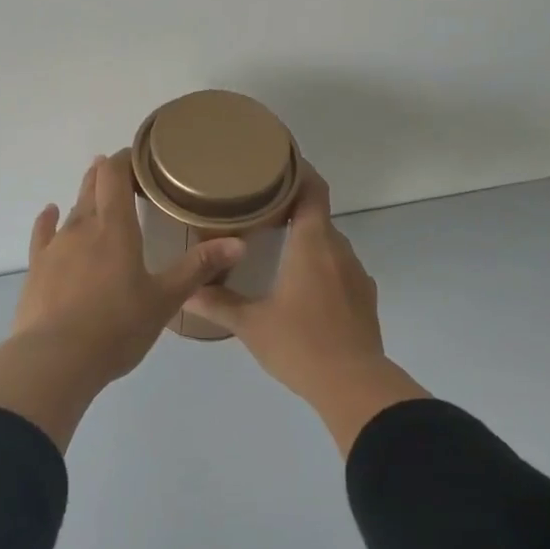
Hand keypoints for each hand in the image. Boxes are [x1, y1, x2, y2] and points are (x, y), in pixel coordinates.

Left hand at [0, 153, 243, 449]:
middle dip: (105, 175)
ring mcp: (55, 247)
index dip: (125, 160)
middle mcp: (82, 228)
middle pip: (92, 188)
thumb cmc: (117, 327)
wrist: (55, 359)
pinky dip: (48, 220)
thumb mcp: (164, 300)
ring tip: (93, 186)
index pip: (115, 177)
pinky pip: (43, 234)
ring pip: (71, 210)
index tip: (138, 156)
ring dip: (83, 196)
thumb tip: (239, 243)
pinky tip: (50, 212)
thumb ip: (198, 268)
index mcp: (115, 229)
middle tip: (118, 168)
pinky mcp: (37, 269)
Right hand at [185, 162, 427, 454]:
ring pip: (330, 245)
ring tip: (276, 249)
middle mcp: (339, 251)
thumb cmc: (300, 344)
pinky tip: (301, 289)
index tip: (278, 163)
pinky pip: (340, 270)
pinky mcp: (364, 299)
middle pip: (319, 217)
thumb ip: (217, 303)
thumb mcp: (251, 324)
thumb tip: (185, 291)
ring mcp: (357, 276)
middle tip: (259, 211)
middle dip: (293, 209)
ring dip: (307, 241)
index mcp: (313, 245)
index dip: (300, 171)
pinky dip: (321, 267)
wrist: (354, 385)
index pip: (313, 191)